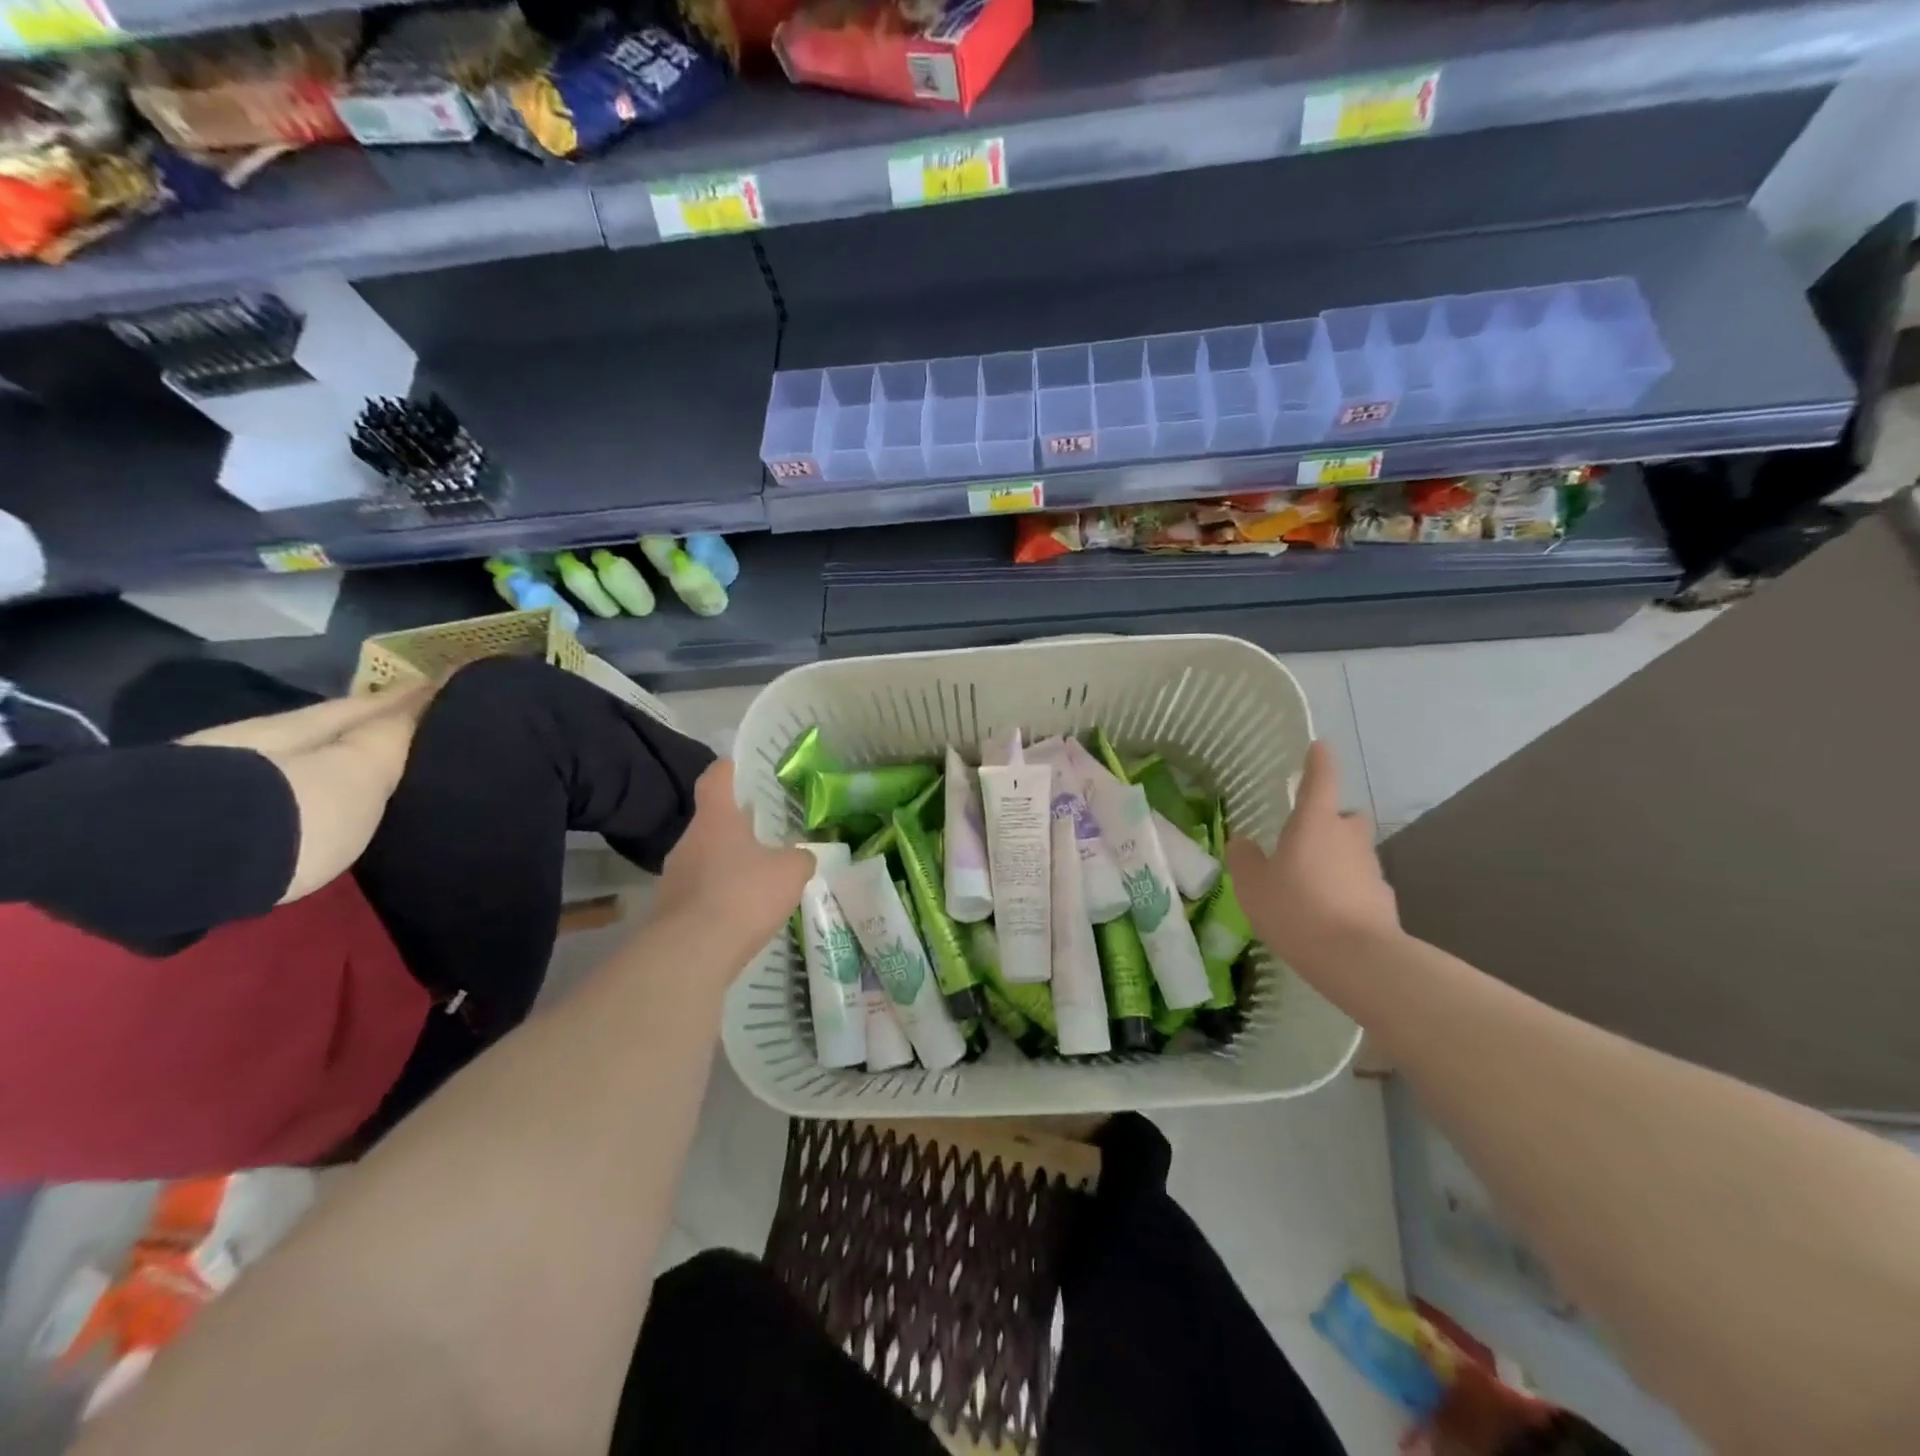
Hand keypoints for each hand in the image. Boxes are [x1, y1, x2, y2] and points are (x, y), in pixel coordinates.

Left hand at [653, 760, 811, 948]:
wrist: (691, 955)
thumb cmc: (743, 895)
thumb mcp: (790, 872)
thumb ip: (800, 858)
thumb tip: (802, 856)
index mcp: (716, 818)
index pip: (716, 777)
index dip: (730, 768)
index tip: (744, 768)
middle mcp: (689, 840)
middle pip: (712, 821)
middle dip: (738, 825)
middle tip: (767, 831)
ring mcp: (674, 876)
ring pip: (706, 858)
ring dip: (729, 864)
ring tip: (759, 877)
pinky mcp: (670, 911)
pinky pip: (701, 893)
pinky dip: (720, 897)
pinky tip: (742, 914)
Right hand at [1225, 740, 1400, 975]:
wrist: (1357, 959)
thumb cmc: (1296, 909)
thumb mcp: (1253, 885)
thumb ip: (1245, 859)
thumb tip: (1243, 842)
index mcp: (1315, 823)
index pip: (1320, 780)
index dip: (1318, 762)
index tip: (1319, 746)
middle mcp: (1348, 837)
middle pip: (1344, 817)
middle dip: (1330, 821)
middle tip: (1305, 839)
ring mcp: (1371, 868)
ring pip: (1353, 852)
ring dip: (1336, 859)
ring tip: (1309, 885)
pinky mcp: (1383, 899)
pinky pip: (1360, 884)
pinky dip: (1346, 890)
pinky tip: (1327, 913)